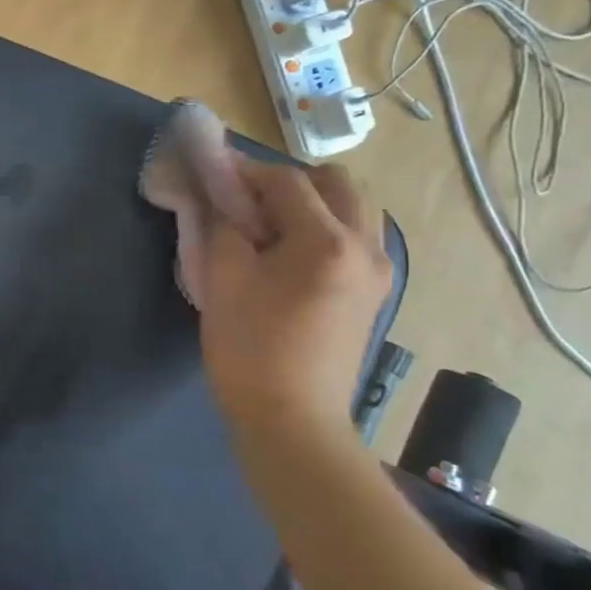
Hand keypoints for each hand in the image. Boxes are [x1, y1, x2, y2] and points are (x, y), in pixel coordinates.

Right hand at [193, 160, 393, 446]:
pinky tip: (288, 254)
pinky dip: (324, 228)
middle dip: (288, 181)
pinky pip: (355, 237)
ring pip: (352, 208)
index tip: (212, 174)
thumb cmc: (250, 346)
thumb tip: (218, 193)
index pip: (287, 180)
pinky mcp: (373, 293)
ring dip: (311, 202)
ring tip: (268, 226)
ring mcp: (377, 271)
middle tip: (246, 201)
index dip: (245, 171)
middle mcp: (366, 247)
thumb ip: (221, 223)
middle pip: (336, 183)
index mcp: (327, 241)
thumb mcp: (222, 277)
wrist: (291, 418)